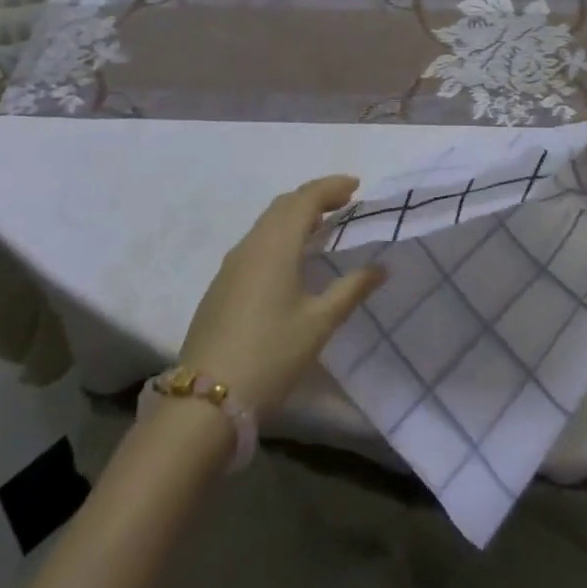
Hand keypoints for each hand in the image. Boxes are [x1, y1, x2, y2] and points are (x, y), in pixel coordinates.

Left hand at [177, 176, 384, 413]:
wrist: (205, 401)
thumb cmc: (271, 355)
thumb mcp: (319, 323)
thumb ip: (352, 289)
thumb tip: (381, 267)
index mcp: (276, 245)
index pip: (306, 198)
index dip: (331, 187)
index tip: (357, 186)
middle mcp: (251, 245)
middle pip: (284, 205)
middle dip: (314, 197)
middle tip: (343, 202)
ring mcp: (231, 265)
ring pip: (267, 223)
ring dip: (295, 215)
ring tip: (322, 225)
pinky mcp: (221, 285)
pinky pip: (256, 242)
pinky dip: (280, 235)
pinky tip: (291, 257)